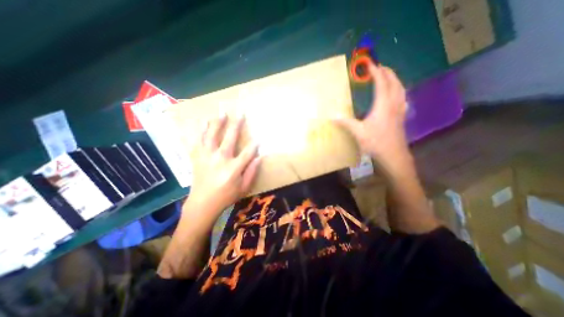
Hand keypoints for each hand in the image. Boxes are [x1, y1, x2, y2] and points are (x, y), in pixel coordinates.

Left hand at [187, 113, 261, 217]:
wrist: (202, 204)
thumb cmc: (226, 197)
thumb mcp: (243, 188)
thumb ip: (251, 172)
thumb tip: (259, 158)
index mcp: (233, 169)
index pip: (247, 153)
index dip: (254, 145)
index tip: (259, 137)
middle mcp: (220, 159)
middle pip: (230, 138)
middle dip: (236, 125)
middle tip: (240, 113)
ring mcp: (207, 157)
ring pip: (212, 136)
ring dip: (217, 123)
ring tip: (221, 112)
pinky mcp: (198, 158)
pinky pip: (199, 141)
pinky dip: (201, 131)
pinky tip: (203, 122)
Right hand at [334, 62, 410, 172]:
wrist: (393, 154)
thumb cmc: (375, 142)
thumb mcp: (358, 132)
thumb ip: (345, 122)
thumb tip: (332, 116)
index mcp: (382, 105)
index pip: (381, 83)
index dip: (375, 72)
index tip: (370, 63)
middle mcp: (393, 104)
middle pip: (394, 82)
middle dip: (387, 72)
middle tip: (379, 66)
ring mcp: (399, 110)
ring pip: (400, 88)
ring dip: (394, 79)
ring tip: (388, 76)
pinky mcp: (401, 116)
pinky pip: (402, 97)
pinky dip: (399, 90)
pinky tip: (396, 94)